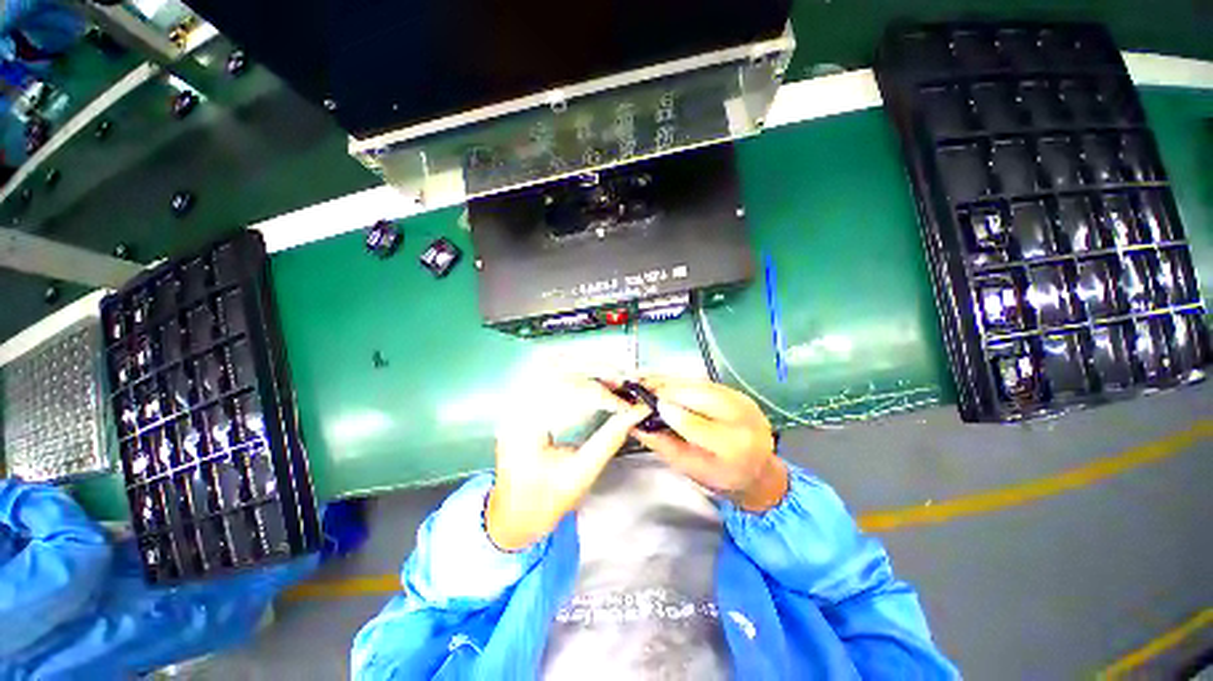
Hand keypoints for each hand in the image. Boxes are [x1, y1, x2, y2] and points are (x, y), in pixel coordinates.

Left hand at [487, 377, 649, 550]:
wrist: (513, 515)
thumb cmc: (543, 502)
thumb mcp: (580, 474)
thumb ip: (609, 440)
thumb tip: (636, 413)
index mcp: (524, 427)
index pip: (564, 393)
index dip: (600, 394)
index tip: (625, 405)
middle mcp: (516, 406)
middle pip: (557, 368)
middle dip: (594, 371)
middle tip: (622, 381)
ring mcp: (518, 401)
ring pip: (552, 365)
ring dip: (585, 367)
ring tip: (612, 377)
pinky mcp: (525, 402)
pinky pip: (550, 374)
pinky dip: (575, 371)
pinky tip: (594, 378)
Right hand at [632, 376, 787, 512]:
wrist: (759, 471)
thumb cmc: (720, 476)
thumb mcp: (689, 468)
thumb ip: (663, 445)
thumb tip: (635, 424)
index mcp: (733, 448)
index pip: (696, 425)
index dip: (671, 412)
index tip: (648, 404)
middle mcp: (743, 419)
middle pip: (700, 396)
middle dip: (668, 389)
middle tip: (642, 385)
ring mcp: (743, 402)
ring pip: (701, 385)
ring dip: (673, 381)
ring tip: (649, 380)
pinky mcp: (738, 392)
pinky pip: (706, 382)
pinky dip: (683, 381)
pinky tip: (666, 381)